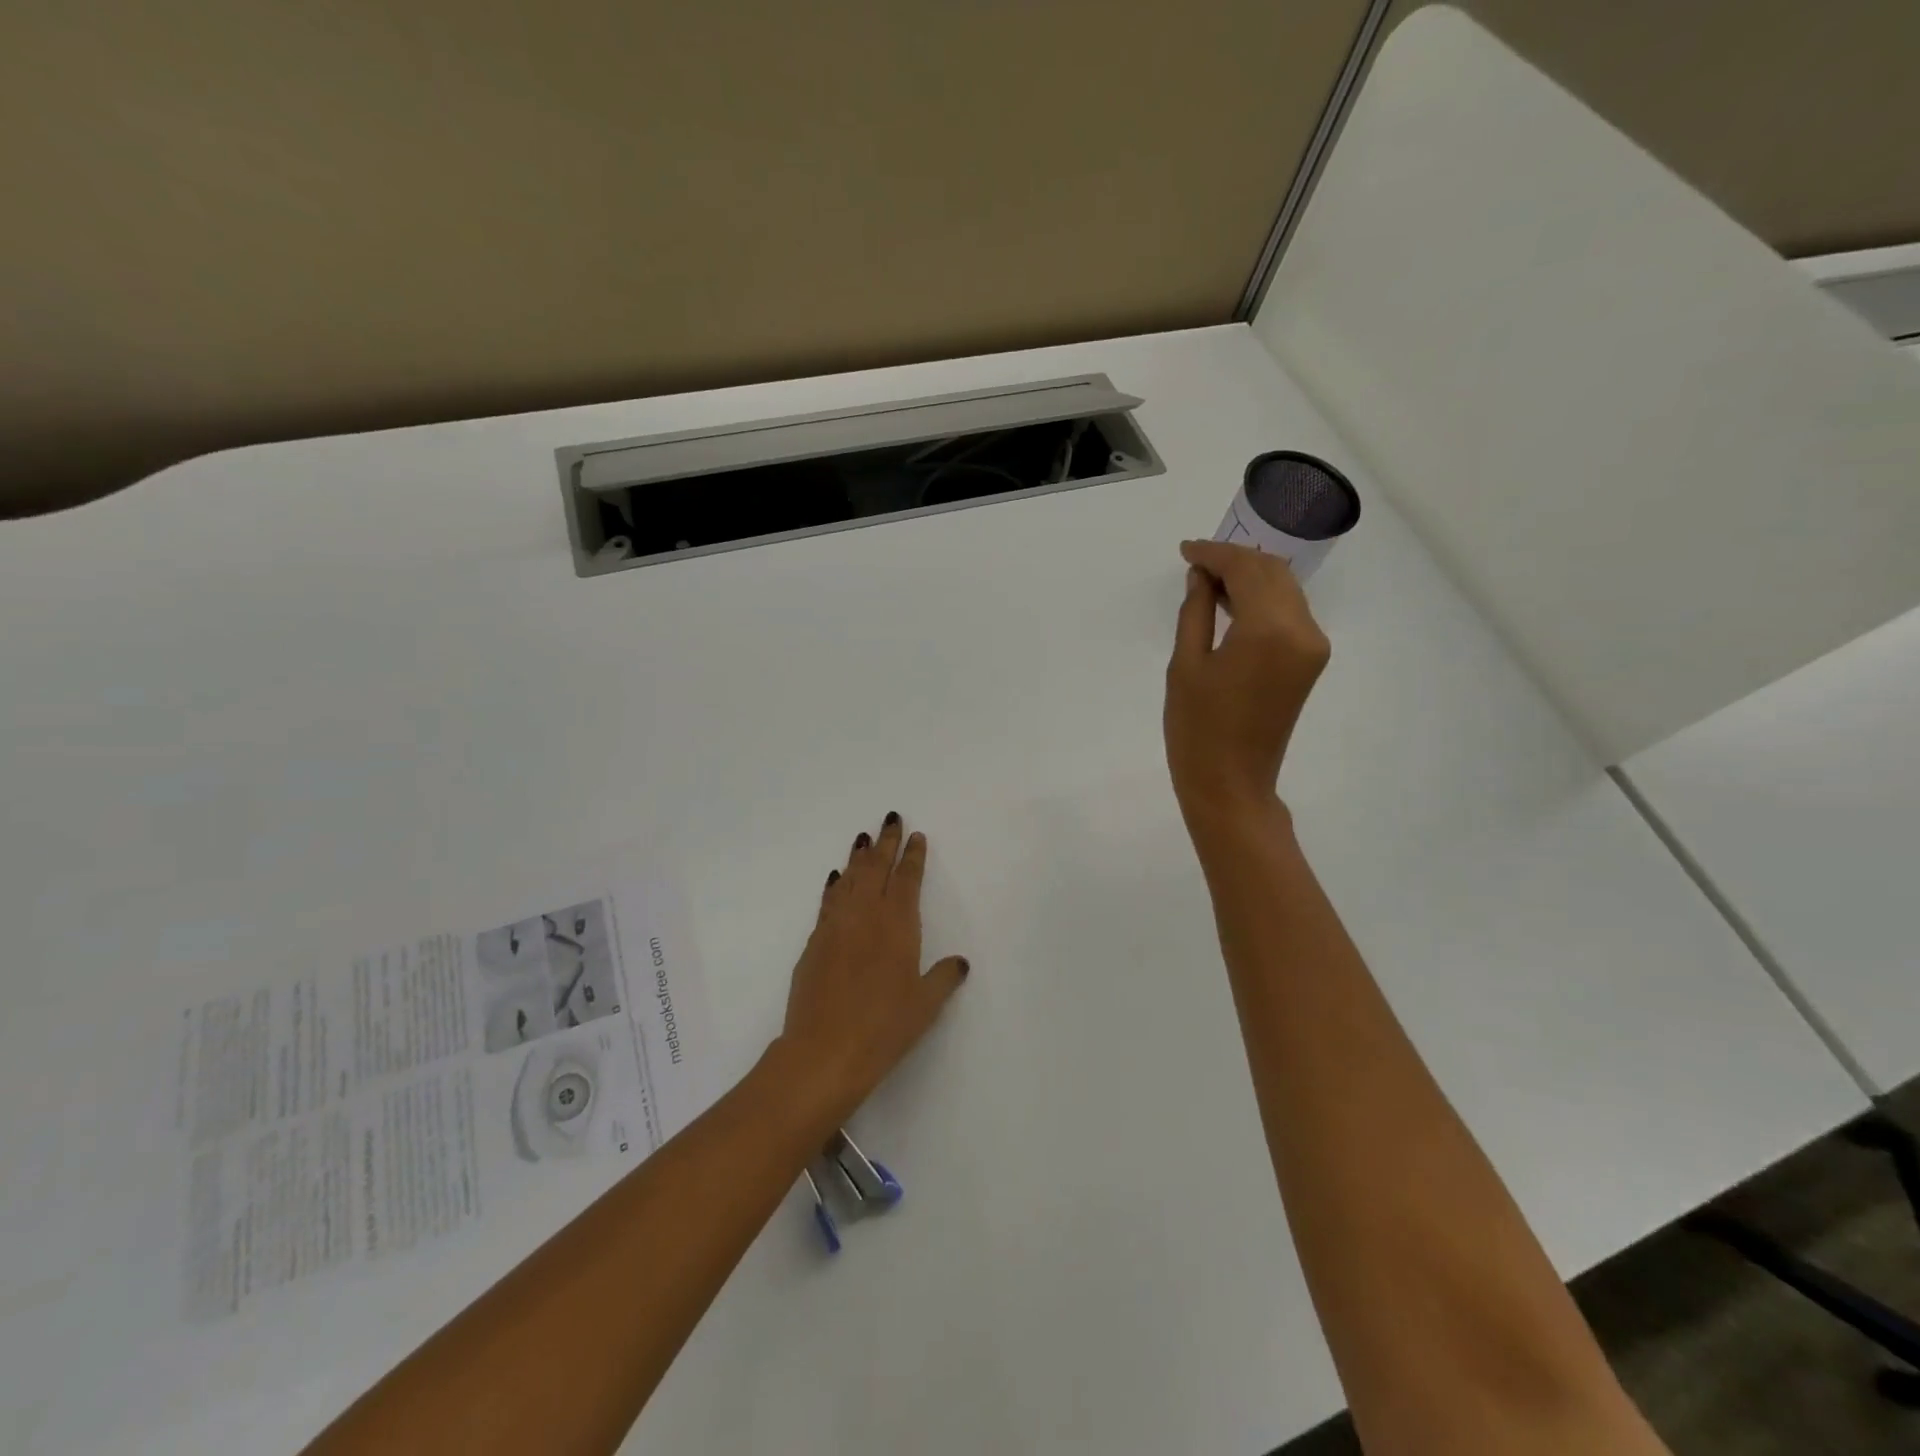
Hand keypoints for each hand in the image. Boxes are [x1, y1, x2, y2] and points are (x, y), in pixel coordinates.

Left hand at [776, 813, 968, 1124]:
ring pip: (849, 880)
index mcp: (897, 925)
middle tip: (890, 818)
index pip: (907, 880)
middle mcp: (865, 916)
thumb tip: (959, 962)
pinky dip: (835, 885)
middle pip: (875, 868)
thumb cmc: (883, 1028)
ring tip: (862, 838)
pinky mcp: (814, 943)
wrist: (823, 1052)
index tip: (916, 836)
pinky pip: (828, 902)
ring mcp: (835, 927)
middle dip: (885, 842)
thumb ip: (943, 978)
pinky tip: (836, 878)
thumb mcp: (924, 1005)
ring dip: (858, 857)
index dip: (912, 856)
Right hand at [1164, 539, 1330, 832]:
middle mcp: (1303, 630)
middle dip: (1235, 560)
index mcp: (1269, 630)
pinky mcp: (1310, 661)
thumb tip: (1201, 577)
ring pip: (1285, 590)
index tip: (1186, 550)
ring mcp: (1312, 646)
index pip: (1246, 570)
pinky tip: (1232, 604)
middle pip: (1273, 573)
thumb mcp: (1185, 665)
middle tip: (1195, 564)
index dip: (1215, 554)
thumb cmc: (1197, 729)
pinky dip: (1262, 601)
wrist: (1231, 784)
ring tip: (1208, 581)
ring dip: (1250, 578)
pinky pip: (1288, 614)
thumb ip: (1196, 611)